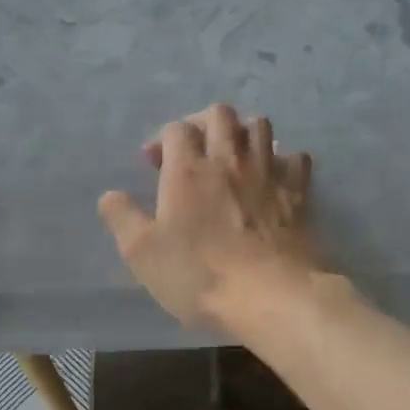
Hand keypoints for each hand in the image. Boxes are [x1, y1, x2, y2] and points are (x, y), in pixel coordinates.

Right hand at [98, 104, 317, 330]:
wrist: (271, 296)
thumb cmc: (200, 275)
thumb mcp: (142, 253)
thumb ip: (122, 217)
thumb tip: (110, 195)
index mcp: (189, 170)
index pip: (176, 129)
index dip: (162, 139)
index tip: (154, 163)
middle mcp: (230, 159)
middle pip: (221, 114)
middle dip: (203, 122)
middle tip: (194, 149)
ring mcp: (269, 172)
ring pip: (260, 125)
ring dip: (243, 132)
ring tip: (233, 155)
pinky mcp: (299, 192)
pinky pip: (296, 157)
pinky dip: (283, 159)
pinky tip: (274, 175)